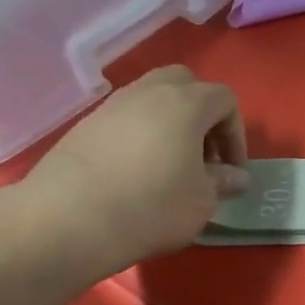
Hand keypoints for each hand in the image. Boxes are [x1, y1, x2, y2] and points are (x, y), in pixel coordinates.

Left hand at [21, 66, 248, 275]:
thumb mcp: (202, 201)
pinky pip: (124, 119)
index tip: (232, 171)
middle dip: (202, 116)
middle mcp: (148, 92)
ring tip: (170, 167)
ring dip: (169, 125)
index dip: (236, 134)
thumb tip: (235, 176)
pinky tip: (136, 174)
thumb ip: (223, 182)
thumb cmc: (152, 206)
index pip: (225, 99)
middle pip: (185, 84)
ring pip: (151, 99)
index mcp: (186, 104)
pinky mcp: (84, 126)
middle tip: (203, 157)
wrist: (67, 220)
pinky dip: (139, 136)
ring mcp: (111, 106)